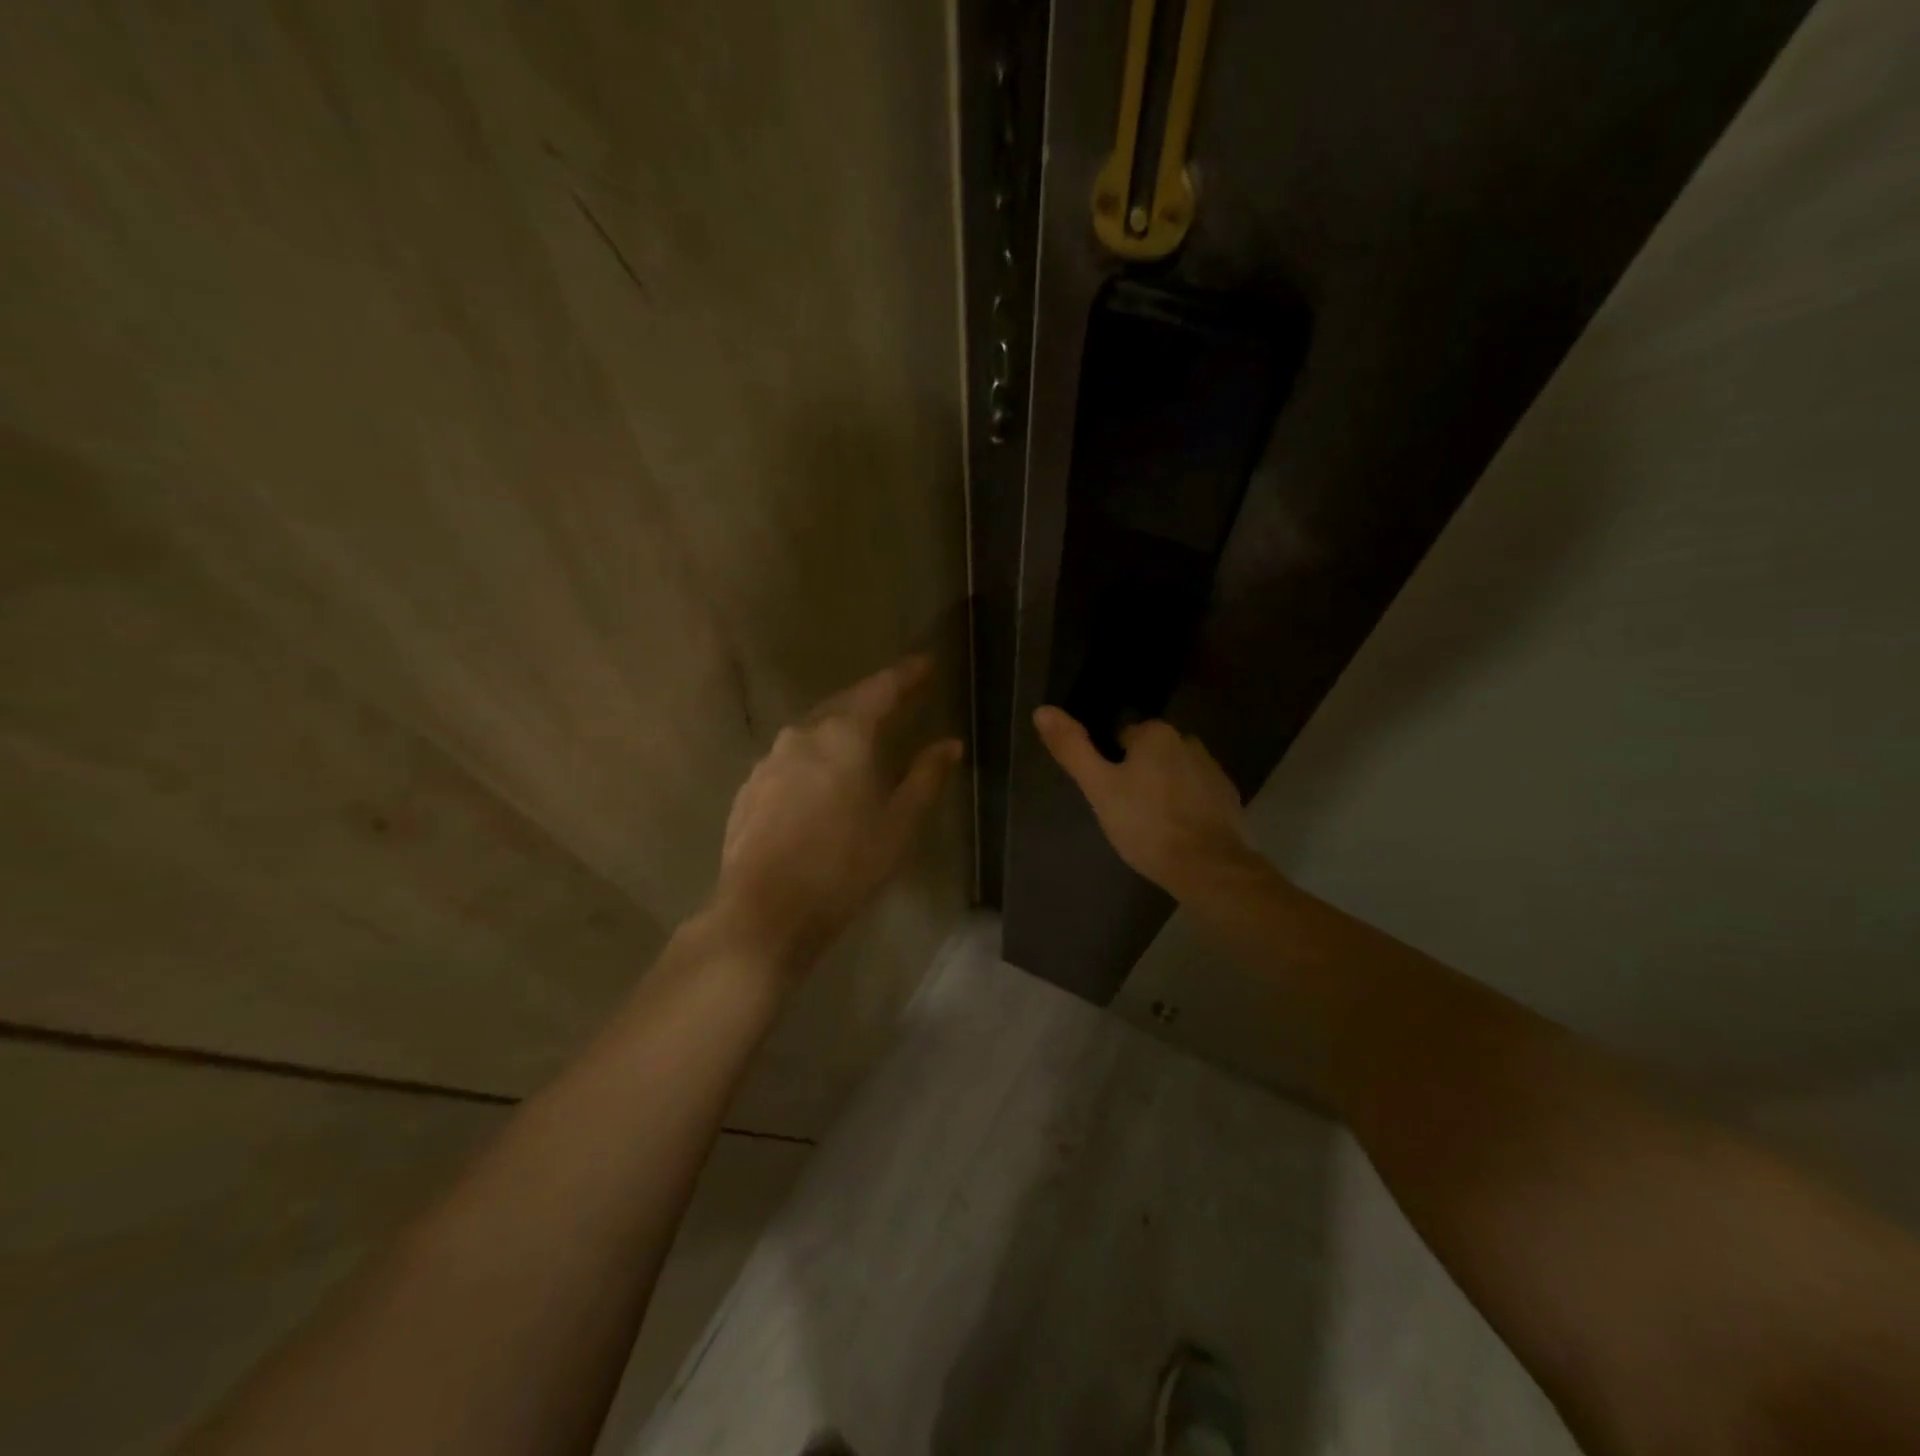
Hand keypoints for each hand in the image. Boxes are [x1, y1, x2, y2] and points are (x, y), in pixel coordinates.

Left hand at [712, 657, 962, 969]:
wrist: (764, 912)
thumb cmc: (844, 866)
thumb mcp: (898, 825)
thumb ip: (925, 778)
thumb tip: (949, 744)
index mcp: (844, 736)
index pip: (881, 689)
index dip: (906, 675)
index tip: (926, 663)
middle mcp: (802, 735)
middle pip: (844, 705)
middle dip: (872, 699)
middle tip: (898, 698)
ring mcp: (769, 762)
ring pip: (813, 733)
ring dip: (840, 731)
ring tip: (861, 743)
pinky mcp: (749, 789)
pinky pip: (790, 761)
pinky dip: (813, 760)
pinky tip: (820, 784)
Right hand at [1033, 706, 1252, 897]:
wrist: (1208, 867)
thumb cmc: (1146, 824)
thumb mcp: (1099, 788)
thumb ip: (1072, 748)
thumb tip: (1041, 710)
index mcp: (1156, 734)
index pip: (1122, 738)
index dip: (1110, 766)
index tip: (1108, 795)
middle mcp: (1188, 741)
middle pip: (1150, 755)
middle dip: (1137, 777)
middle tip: (1125, 813)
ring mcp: (1213, 770)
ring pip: (1174, 774)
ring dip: (1162, 791)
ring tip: (1150, 827)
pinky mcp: (1229, 798)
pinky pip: (1196, 795)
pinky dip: (1185, 809)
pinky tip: (1176, 834)